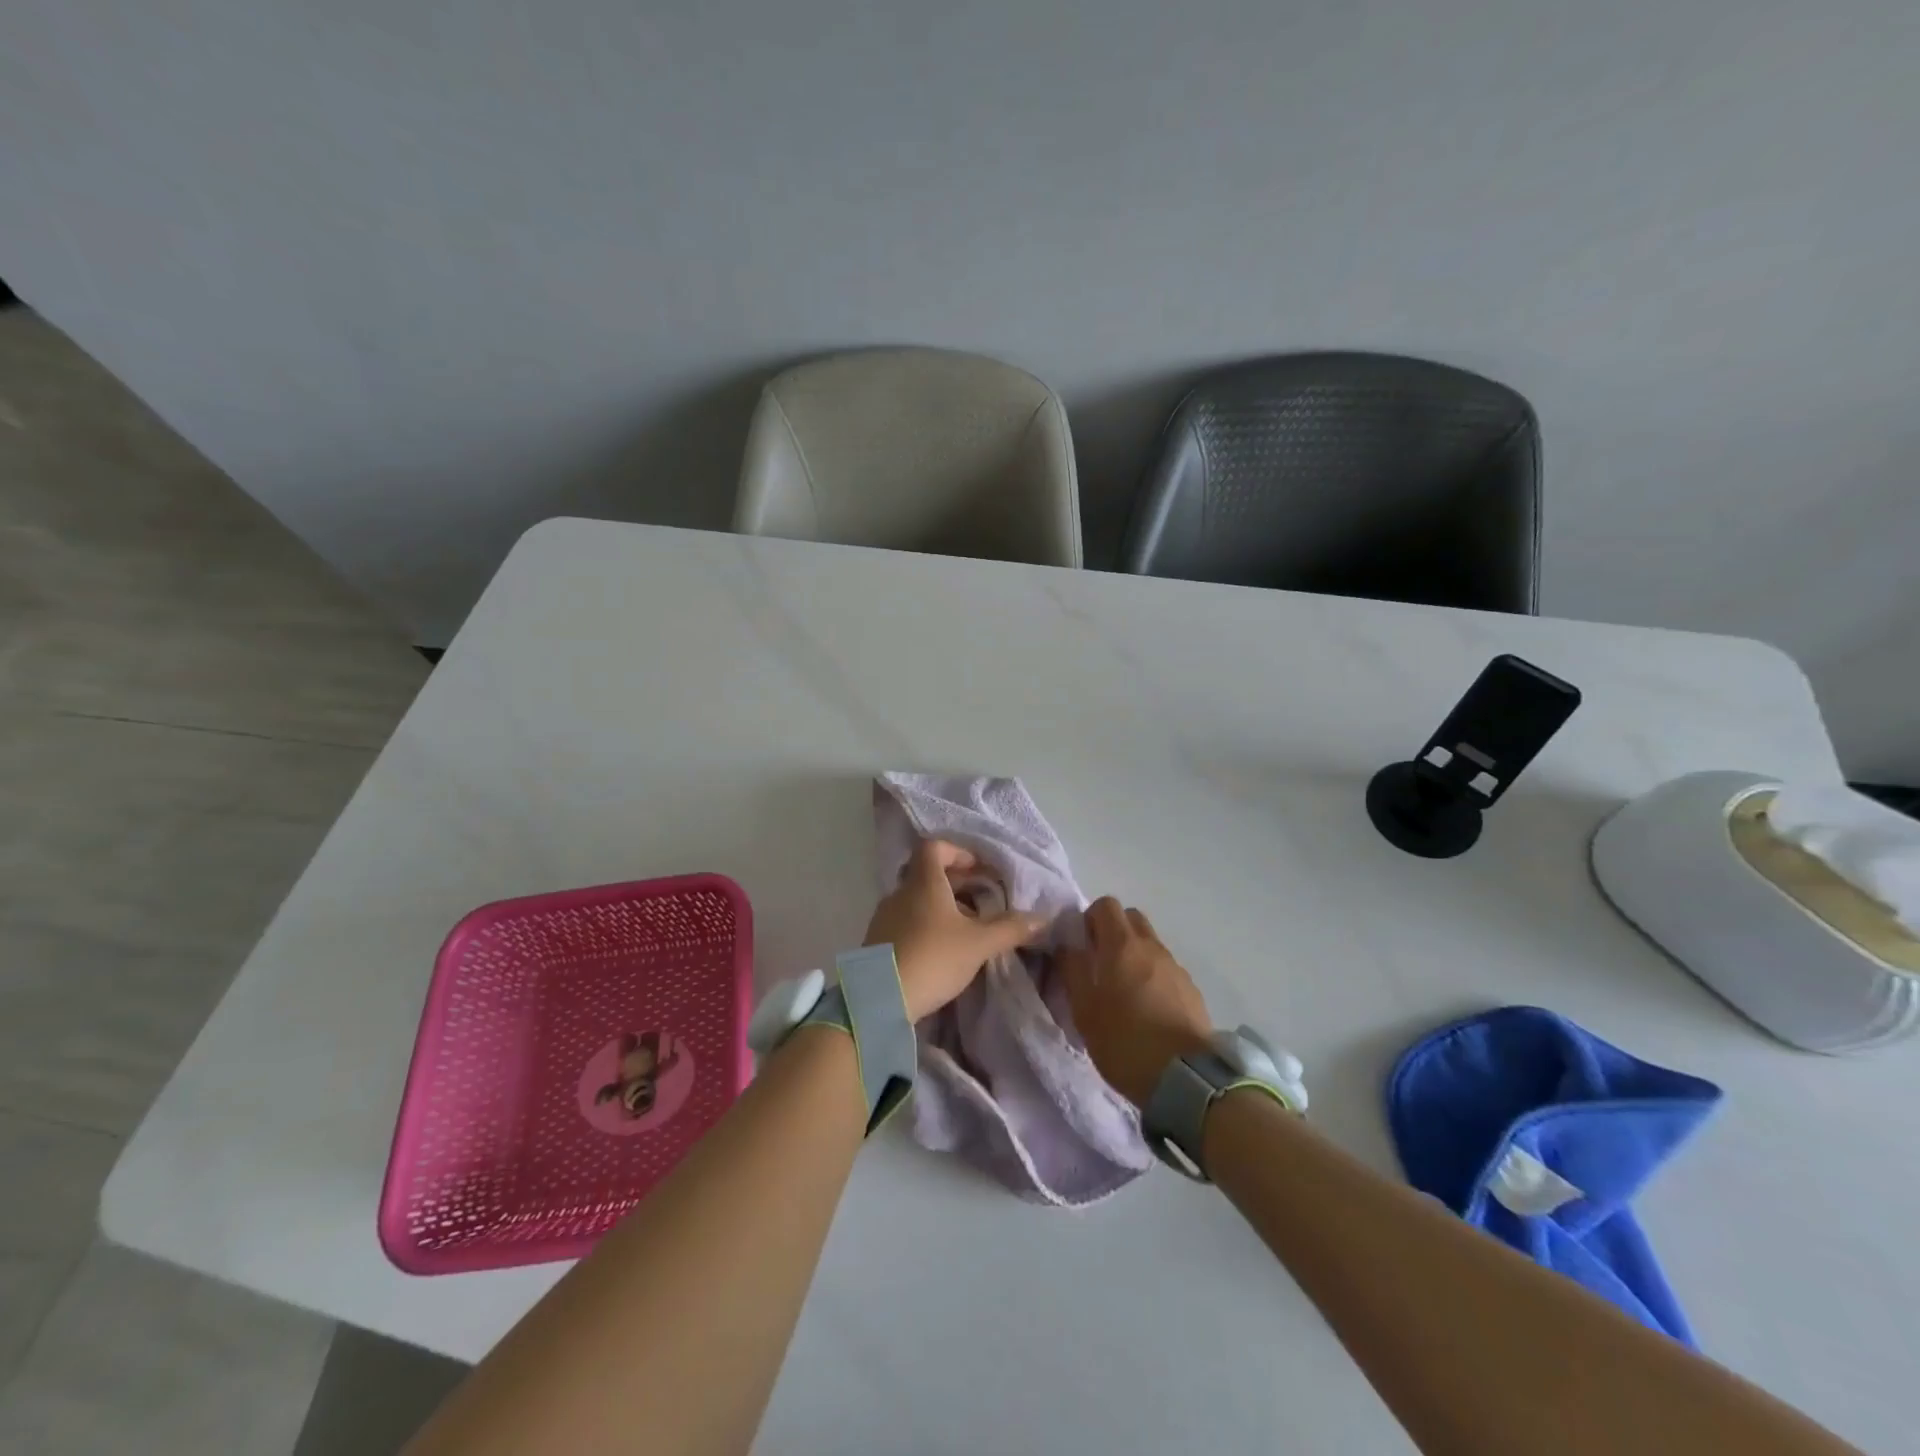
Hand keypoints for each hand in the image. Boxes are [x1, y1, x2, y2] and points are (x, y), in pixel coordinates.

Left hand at [865, 839, 1047, 1022]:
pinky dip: (926, 925)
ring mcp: (885, 916)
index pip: (934, 847)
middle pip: (927, 873)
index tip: (979, 871)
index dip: (958, 852)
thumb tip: (1042, 918)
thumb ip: (1010, 928)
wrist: (880, 999)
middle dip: (956, 883)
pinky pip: (906, 921)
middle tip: (981, 900)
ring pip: (917, 899)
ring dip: (941, 906)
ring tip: (966, 928)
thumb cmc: (933, 958)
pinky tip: (942, 950)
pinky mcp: (878, 941)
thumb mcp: (978, 944)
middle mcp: (900, 892)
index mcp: (923, 882)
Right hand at [1059, 898, 1212, 1108]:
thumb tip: (1066, 945)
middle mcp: (1152, 947)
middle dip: (1113, 931)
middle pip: (1131, 918)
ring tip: (1124, 992)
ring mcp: (1176, 967)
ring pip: (1150, 944)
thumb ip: (1072, 971)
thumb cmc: (1124, 1041)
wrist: (1186, 1079)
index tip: (1081, 945)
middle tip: (1100, 964)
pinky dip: (1154, 977)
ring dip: (1134, 956)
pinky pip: (1166, 969)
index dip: (1090, 919)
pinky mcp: (1192, 990)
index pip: (1106, 905)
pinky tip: (1148, 1011)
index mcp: (1122, 945)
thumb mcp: (1084, 1010)